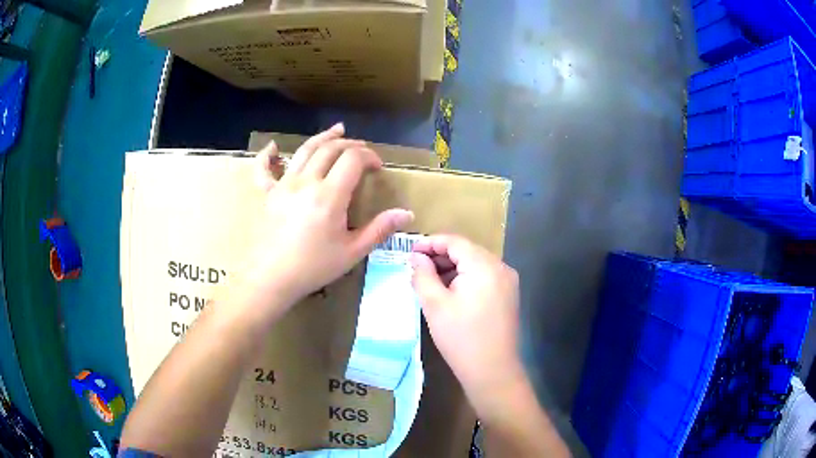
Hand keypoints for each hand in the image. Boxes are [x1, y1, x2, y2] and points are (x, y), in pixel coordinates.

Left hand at [245, 124, 413, 315]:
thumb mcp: (352, 252)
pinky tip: (272, 147)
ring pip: (304, 151)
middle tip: (363, 151)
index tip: (378, 167)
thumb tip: (407, 213)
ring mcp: (283, 185)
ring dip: (323, 138)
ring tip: (337, 130)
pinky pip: (264, 169)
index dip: (369, 156)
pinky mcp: (267, 194)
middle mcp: (306, 182)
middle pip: (330, 149)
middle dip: (351, 145)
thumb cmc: (313, 267)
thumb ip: (379, 229)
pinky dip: (267, 156)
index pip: (353, 159)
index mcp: (329, 195)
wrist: (271, 279)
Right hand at [411, 235, 524, 419]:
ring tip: (430, 282)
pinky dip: (466, 279)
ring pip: (475, 265)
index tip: (410, 252)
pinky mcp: (509, 296)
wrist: (493, 371)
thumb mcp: (435, 305)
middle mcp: (501, 267)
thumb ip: (423, 275)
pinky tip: (451, 293)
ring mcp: (508, 282)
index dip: (430, 243)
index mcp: (484, 265)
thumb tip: (416, 257)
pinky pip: (484, 278)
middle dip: (440, 257)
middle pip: (467, 251)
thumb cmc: (461, 337)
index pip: (455, 241)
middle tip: (417, 269)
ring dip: (452, 269)